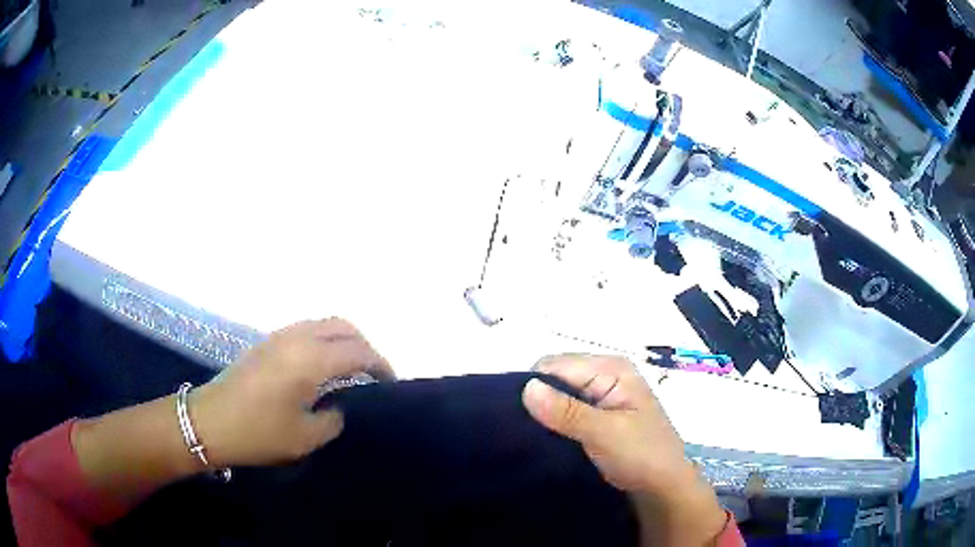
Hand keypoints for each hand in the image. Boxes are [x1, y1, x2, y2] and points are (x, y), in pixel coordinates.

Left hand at [191, 318, 393, 466]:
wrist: (210, 421)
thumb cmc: (258, 432)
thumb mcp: (305, 437)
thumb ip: (333, 419)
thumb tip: (338, 406)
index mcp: (310, 360)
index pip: (358, 352)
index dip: (380, 365)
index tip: (391, 383)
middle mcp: (297, 338)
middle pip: (343, 326)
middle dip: (365, 346)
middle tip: (373, 373)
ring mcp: (280, 335)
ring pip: (323, 323)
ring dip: (343, 339)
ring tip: (351, 368)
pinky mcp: (267, 341)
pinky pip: (306, 329)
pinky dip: (324, 339)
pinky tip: (322, 365)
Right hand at [522, 355, 726, 545]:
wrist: (664, 489)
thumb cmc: (642, 456)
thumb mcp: (604, 433)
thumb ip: (566, 411)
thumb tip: (526, 387)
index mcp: (611, 368)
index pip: (555, 364)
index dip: (534, 385)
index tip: (517, 416)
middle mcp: (606, 375)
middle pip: (556, 377)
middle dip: (539, 401)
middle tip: (525, 431)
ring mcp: (603, 397)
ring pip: (559, 397)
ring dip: (546, 416)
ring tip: (531, 438)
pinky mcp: (599, 417)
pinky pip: (567, 413)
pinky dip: (555, 425)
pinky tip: (546, 440)